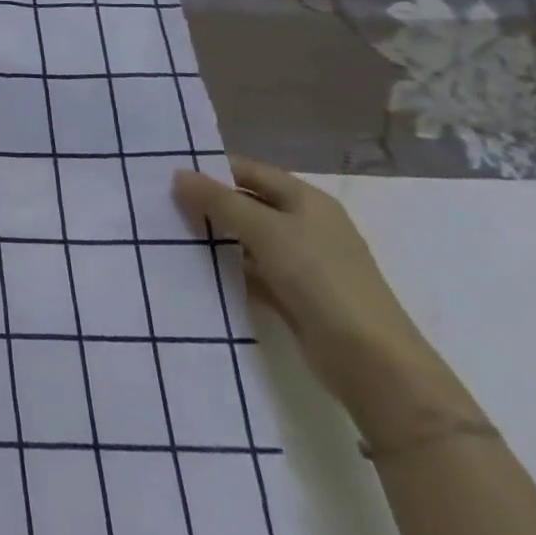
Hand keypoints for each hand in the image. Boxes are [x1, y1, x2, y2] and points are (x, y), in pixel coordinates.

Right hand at [173, 156, 466, 435]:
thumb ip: (219, 201)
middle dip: (209, 204)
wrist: (373, 364)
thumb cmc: (320, 279)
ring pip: (248, 239)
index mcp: (306, 199)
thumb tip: (178, 174)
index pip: (249, 170)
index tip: (168, 176)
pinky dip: (229, 268)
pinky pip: (253, 272)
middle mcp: (306, 225)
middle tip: (162, 204)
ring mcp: (303, 263)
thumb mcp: (265, 231)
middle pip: (247, 203)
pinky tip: (196, 270)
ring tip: (169, 234)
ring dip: (216, 238)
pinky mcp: (296, 297)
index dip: (211, 170)